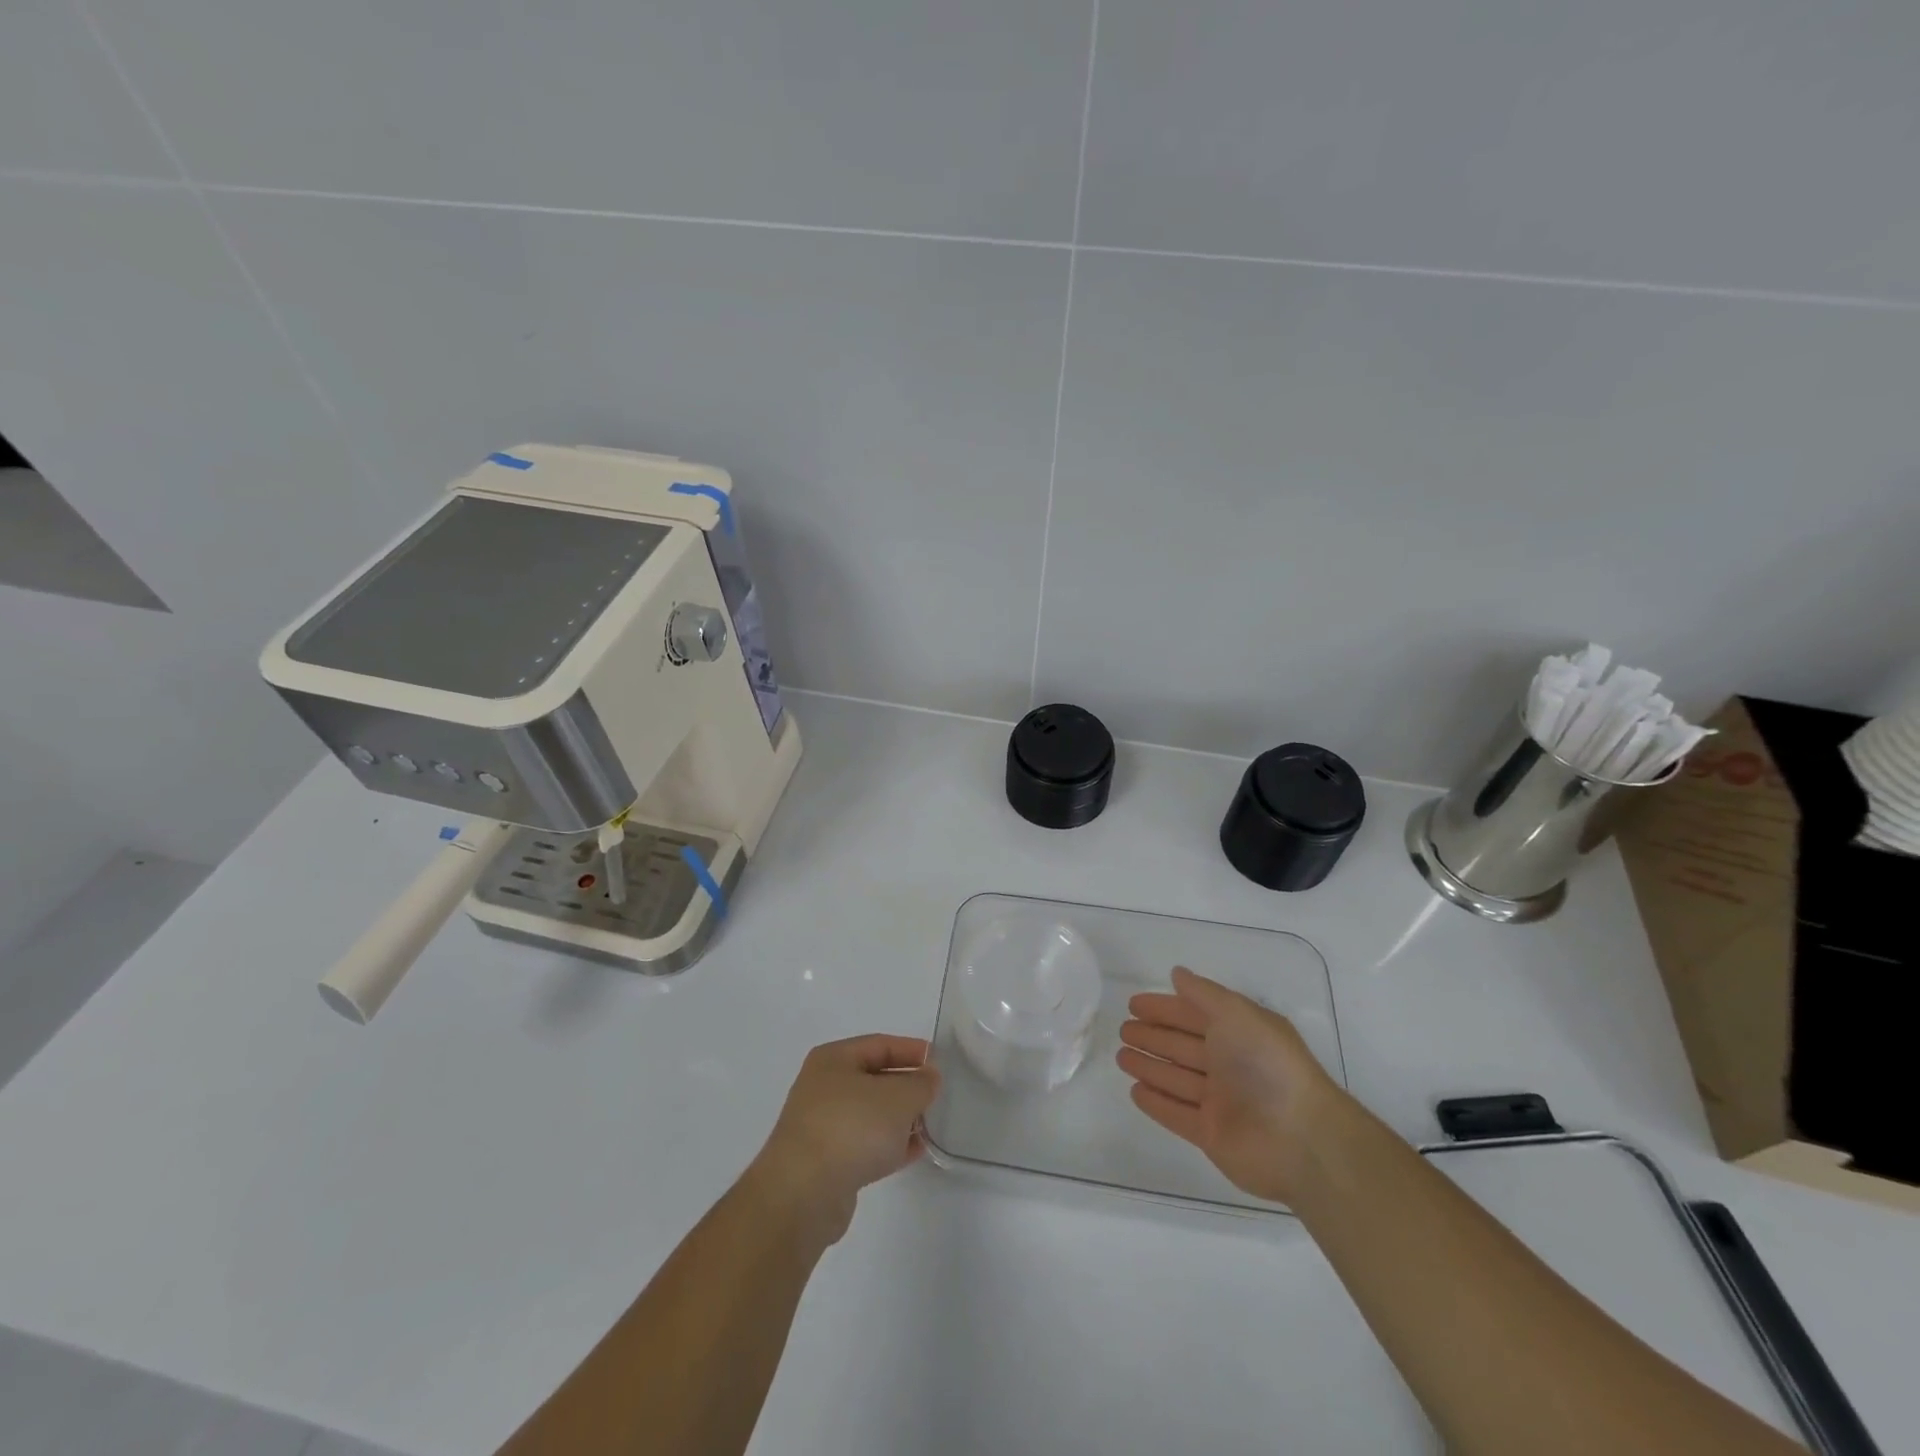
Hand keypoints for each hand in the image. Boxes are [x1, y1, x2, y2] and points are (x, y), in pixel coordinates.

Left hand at [749, 1034, 939, 1245]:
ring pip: (870, 1114)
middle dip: (906, 1086)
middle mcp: (823, 1087)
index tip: (938, 1061)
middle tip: (936, 1094)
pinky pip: (865, 1144)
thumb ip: (920, 1084)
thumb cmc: (851, 1128)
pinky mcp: (826, 1162)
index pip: (879, 1045)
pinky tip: (913, 1151)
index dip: (910, 1050)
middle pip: (874, 1079)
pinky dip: (888, 1144)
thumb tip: (929, 1077)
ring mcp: (822, 1126)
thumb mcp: (898, 1098)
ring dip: (899, 1118)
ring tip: (929, 1124)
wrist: (803, 1194)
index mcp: (833, 1059)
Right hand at [1117, 966, 1344, 1204]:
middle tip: (1122, 1029)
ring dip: (1149, 1067)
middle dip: (1153, 1036)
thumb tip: (1177, 973)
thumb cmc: (1268, 1064)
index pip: (1194, 1015)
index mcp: (1239, 1033)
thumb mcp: (1237, 1014)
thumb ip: (1204, 993)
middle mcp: (1229, 1065)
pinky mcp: (1211, 1135)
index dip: (1164, 1008)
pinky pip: (1177, 1114)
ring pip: (1176, 1078)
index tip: (1133, 1004)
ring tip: (1121, 1056)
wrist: (1301, 1138)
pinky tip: (1135, 1091)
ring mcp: (1220, 1102)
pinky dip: (1156, 1103)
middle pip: (1182, 1046)